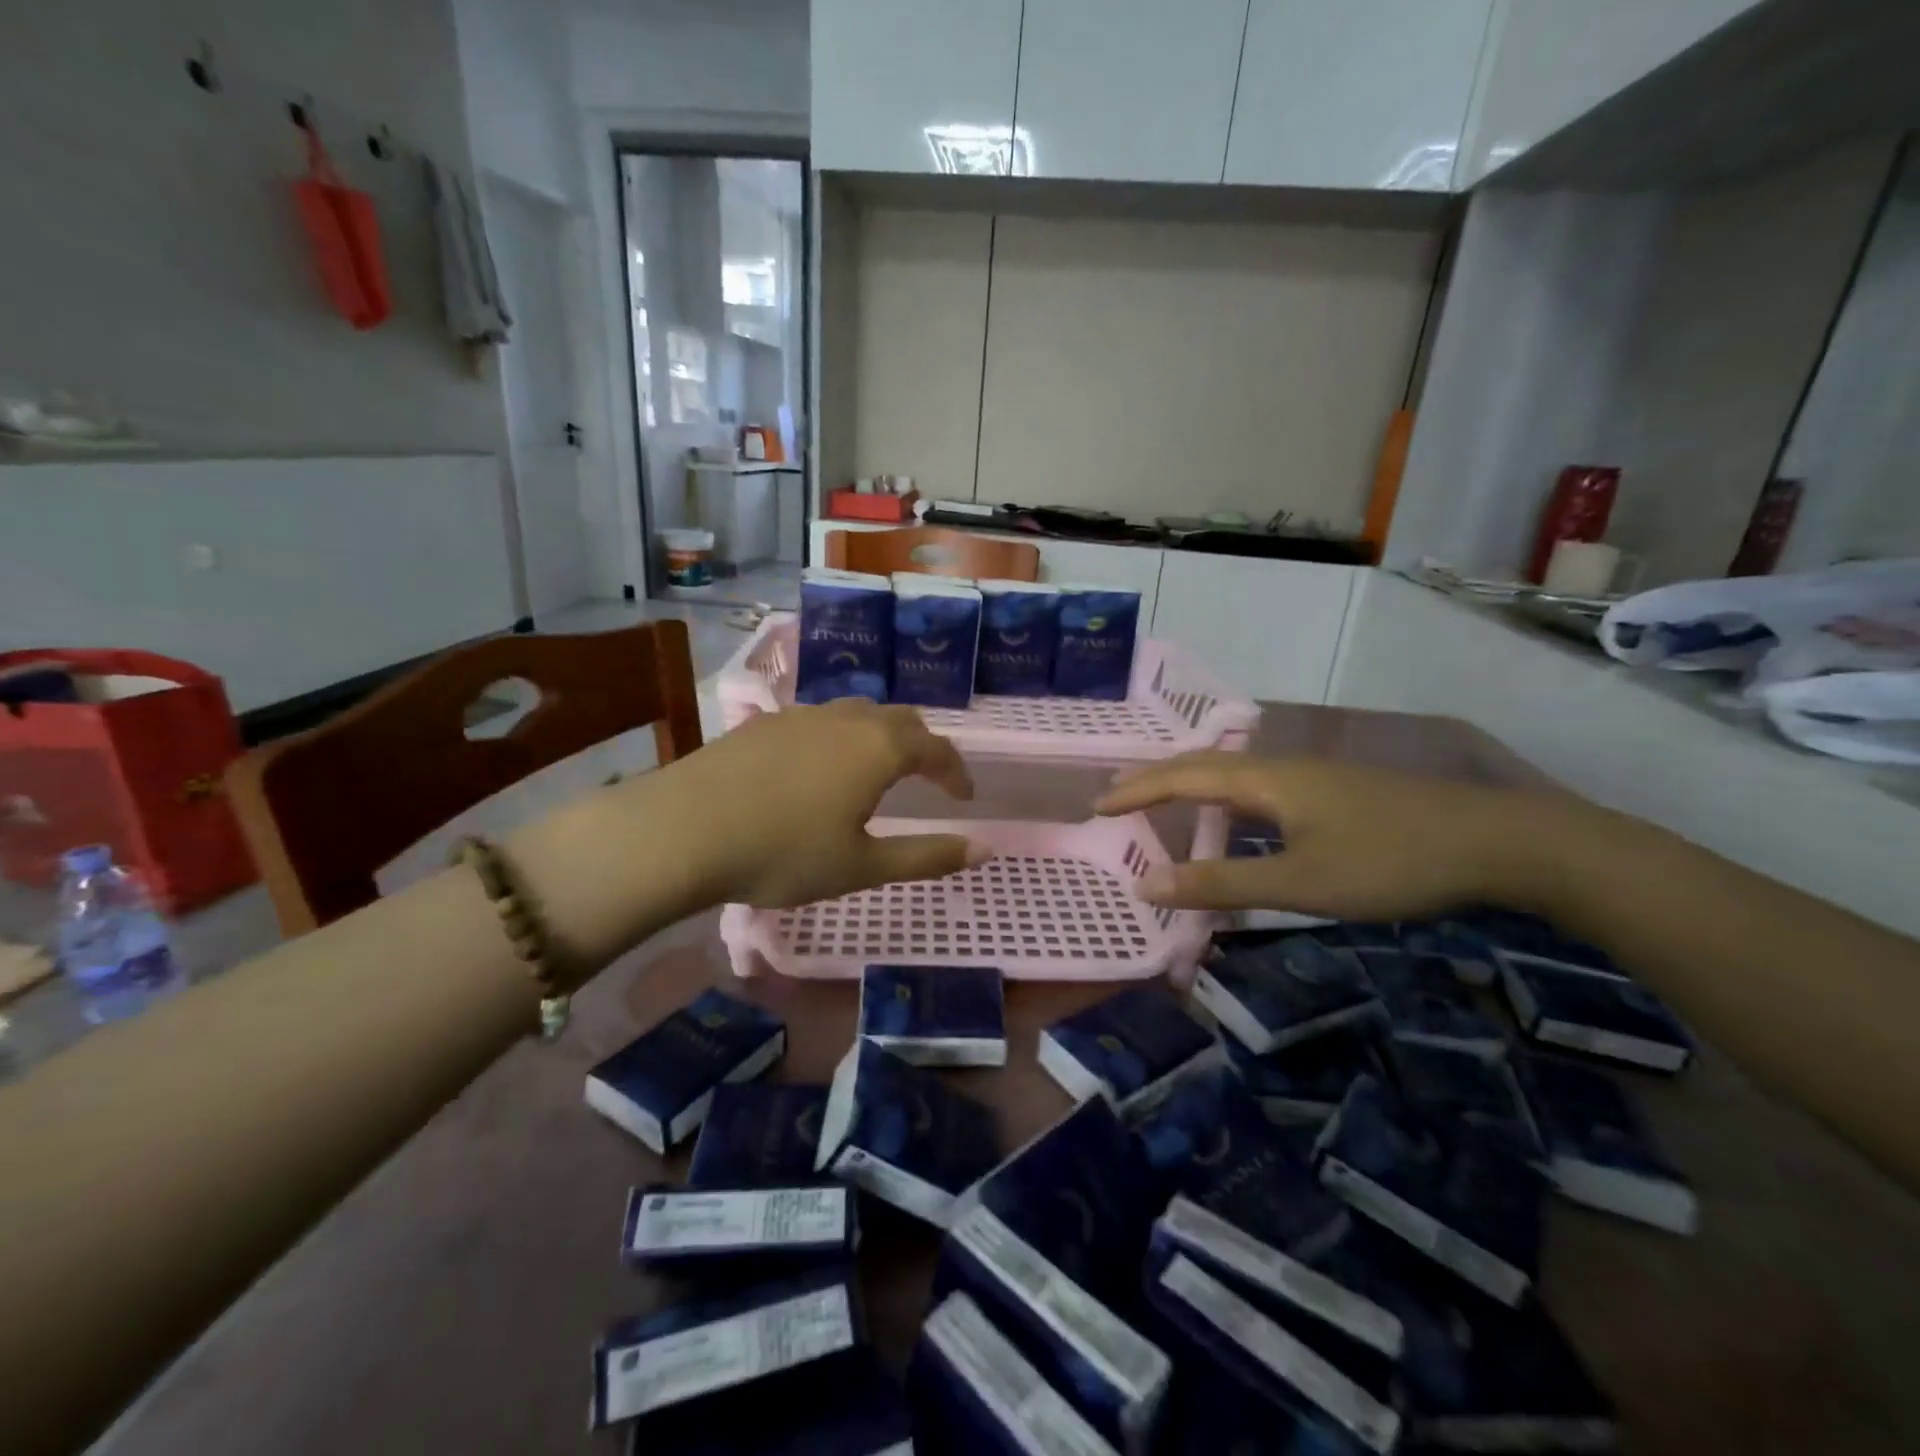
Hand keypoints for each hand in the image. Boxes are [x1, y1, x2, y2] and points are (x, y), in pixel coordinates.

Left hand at [654, 699, 984, 908]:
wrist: (683, 830)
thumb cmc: (783, 853)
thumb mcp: (862, 866)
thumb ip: (926, 857)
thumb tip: (984, 850)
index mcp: (879, 748)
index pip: (936, 748)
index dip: (956, 771)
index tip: (965, 796)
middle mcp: (846, 718)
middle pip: (900, 719)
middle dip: (923, 746)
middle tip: (928, 777)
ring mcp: (801, 716)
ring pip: (857, 714)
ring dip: (880, 737)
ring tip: (877, 770)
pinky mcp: (763, 723)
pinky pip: (819, 721)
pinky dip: (840, 739)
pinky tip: (819, 770)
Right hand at [1094, 752, 1564, 920]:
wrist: (1500, 842)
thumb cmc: (1391, 861)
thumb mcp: (1300, 882)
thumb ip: (1221, 883)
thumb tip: (1146, 885)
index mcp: (1266, 779)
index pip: (1181, 776)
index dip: (1136, 791)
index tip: (1096, 806)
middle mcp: (1282, 768)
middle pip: (1203, 766)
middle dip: (1155, 781)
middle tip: (1117, 798)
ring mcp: (1313, 778)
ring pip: (1234, 777)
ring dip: (1191, 789)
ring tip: (1162, 806)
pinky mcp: (1336, 794)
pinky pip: (1259, 790)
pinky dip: (1226, 804)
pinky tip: (1236, 823)